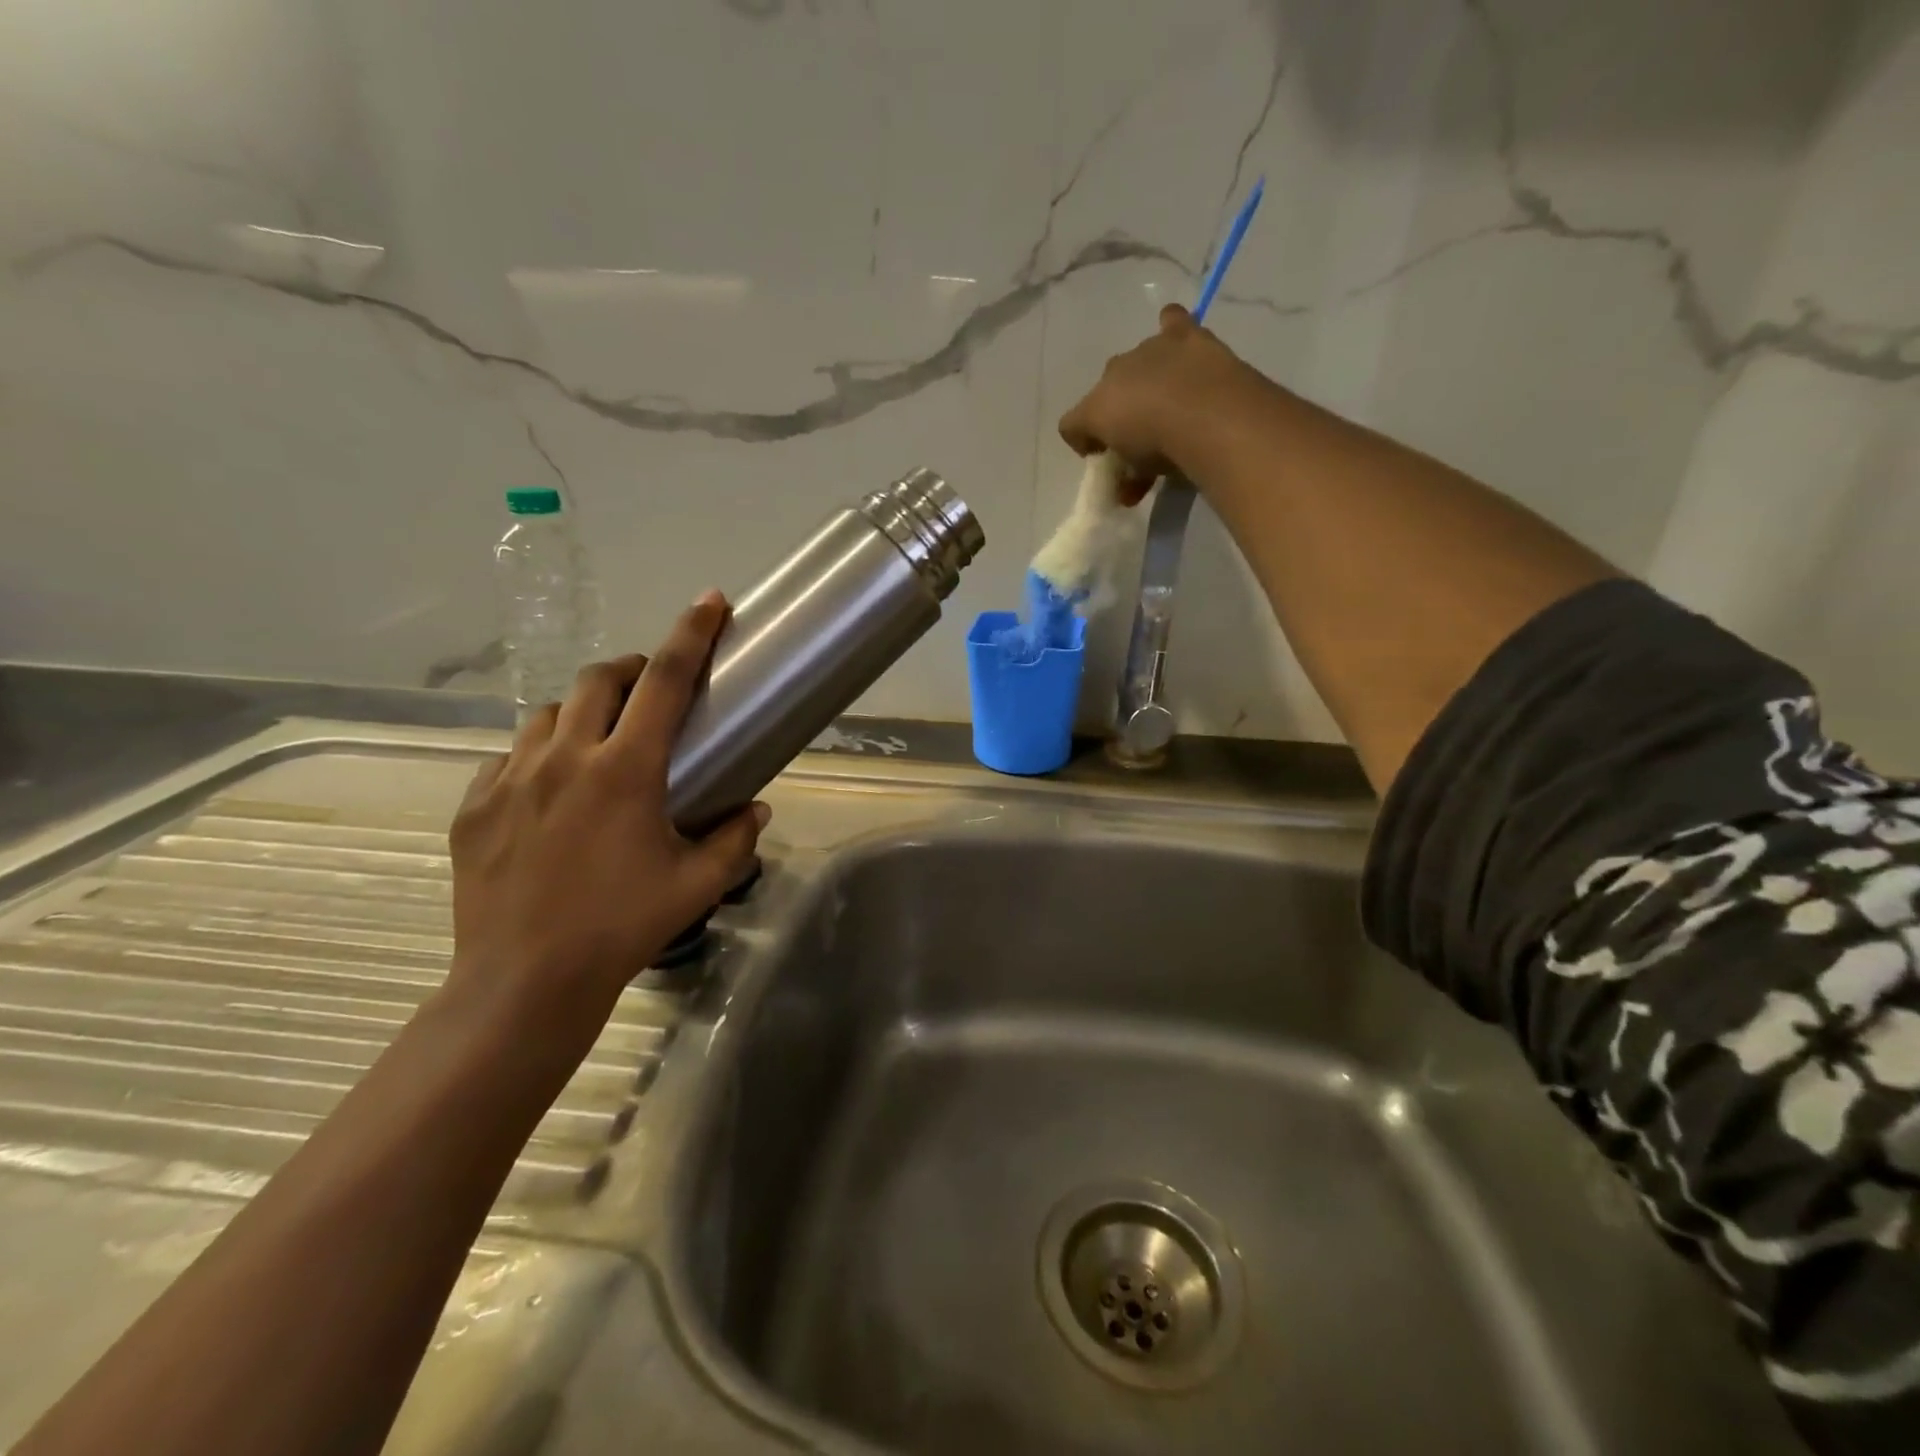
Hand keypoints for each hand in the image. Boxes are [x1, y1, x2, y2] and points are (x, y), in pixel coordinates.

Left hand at [444, 592, 766, 1046]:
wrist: (524, 981)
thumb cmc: (622, 927)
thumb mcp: (696, 884)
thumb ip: (735, 839)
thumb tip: (756, 808)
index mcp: (626, 769)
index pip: (665, 679)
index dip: (691, 633)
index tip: (710, 601)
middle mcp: (566, 757)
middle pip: (598, 678)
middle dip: (630, 669)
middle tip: (650, 690)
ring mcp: (511, 777)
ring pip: (550, 713)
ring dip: (583, 711)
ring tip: (600, 743)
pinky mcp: (475, 805)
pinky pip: (511, 756)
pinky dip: (540, 755)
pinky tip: (551, 791)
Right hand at [1058, 304, 1262, 502]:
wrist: (1206, 414)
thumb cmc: (1160, 446)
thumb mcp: (1136, 475)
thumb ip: (1126, 478)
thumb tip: (1128, 491)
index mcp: (1095, 405)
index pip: (1074, 423)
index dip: (1086, 440)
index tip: (1106, 459)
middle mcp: (1114, 372)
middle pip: (1107, 391)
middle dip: (1119, 411)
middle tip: (1141, 437)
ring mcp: (1149, 350)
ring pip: (1136, 361)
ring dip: (1145, 380)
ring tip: (1166, 405)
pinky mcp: (1184, 335)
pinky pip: (1170, 320)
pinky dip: (1170, 326)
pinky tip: (1175, 336)